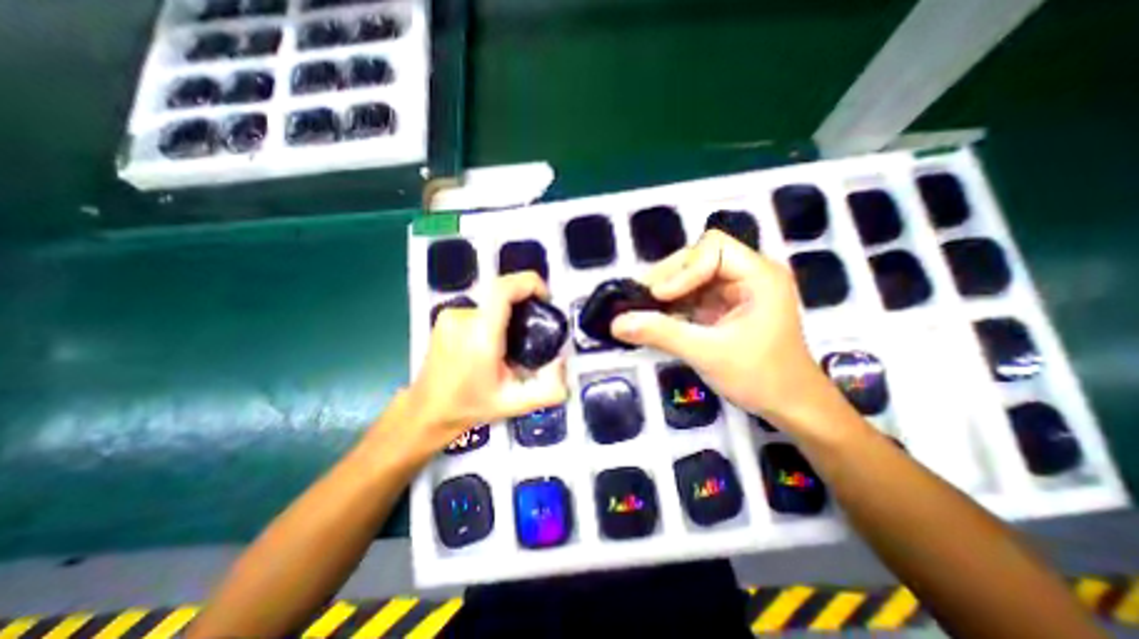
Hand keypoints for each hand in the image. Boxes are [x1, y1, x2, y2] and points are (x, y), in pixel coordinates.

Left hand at [399, 273, 568, 457]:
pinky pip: (480, 308)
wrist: (427, 411)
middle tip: (535, 329)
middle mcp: (463, 318)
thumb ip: (550, 388)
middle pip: (502, 293)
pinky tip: (494, 343)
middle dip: (525, 303)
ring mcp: (450, 315)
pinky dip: (494, 318)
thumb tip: (562, 359)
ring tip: (513, 343)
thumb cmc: (470, 406)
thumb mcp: (517, 404)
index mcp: (480, 336)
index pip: (503, 289)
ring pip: (492, 302)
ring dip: (509, 314)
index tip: (545, 298)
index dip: (529, 283)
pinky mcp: (445, 317)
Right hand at [614, 230, 828, 429]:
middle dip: (669, 277)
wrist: (789, 405)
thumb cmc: (760, 377)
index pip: (714, 248)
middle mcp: (748, 274)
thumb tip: (616, 323)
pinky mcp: (723, 305)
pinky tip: (656, 317)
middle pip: (698, 256)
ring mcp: (735, 289)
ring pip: (691, 275)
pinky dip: (671, 304)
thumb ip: (662, 334)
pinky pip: (691, 294)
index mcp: (759, 276)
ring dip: (666, 291)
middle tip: (641, 300)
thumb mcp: (707, 354)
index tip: (660, 297)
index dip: (683, 268)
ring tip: (642, 309)